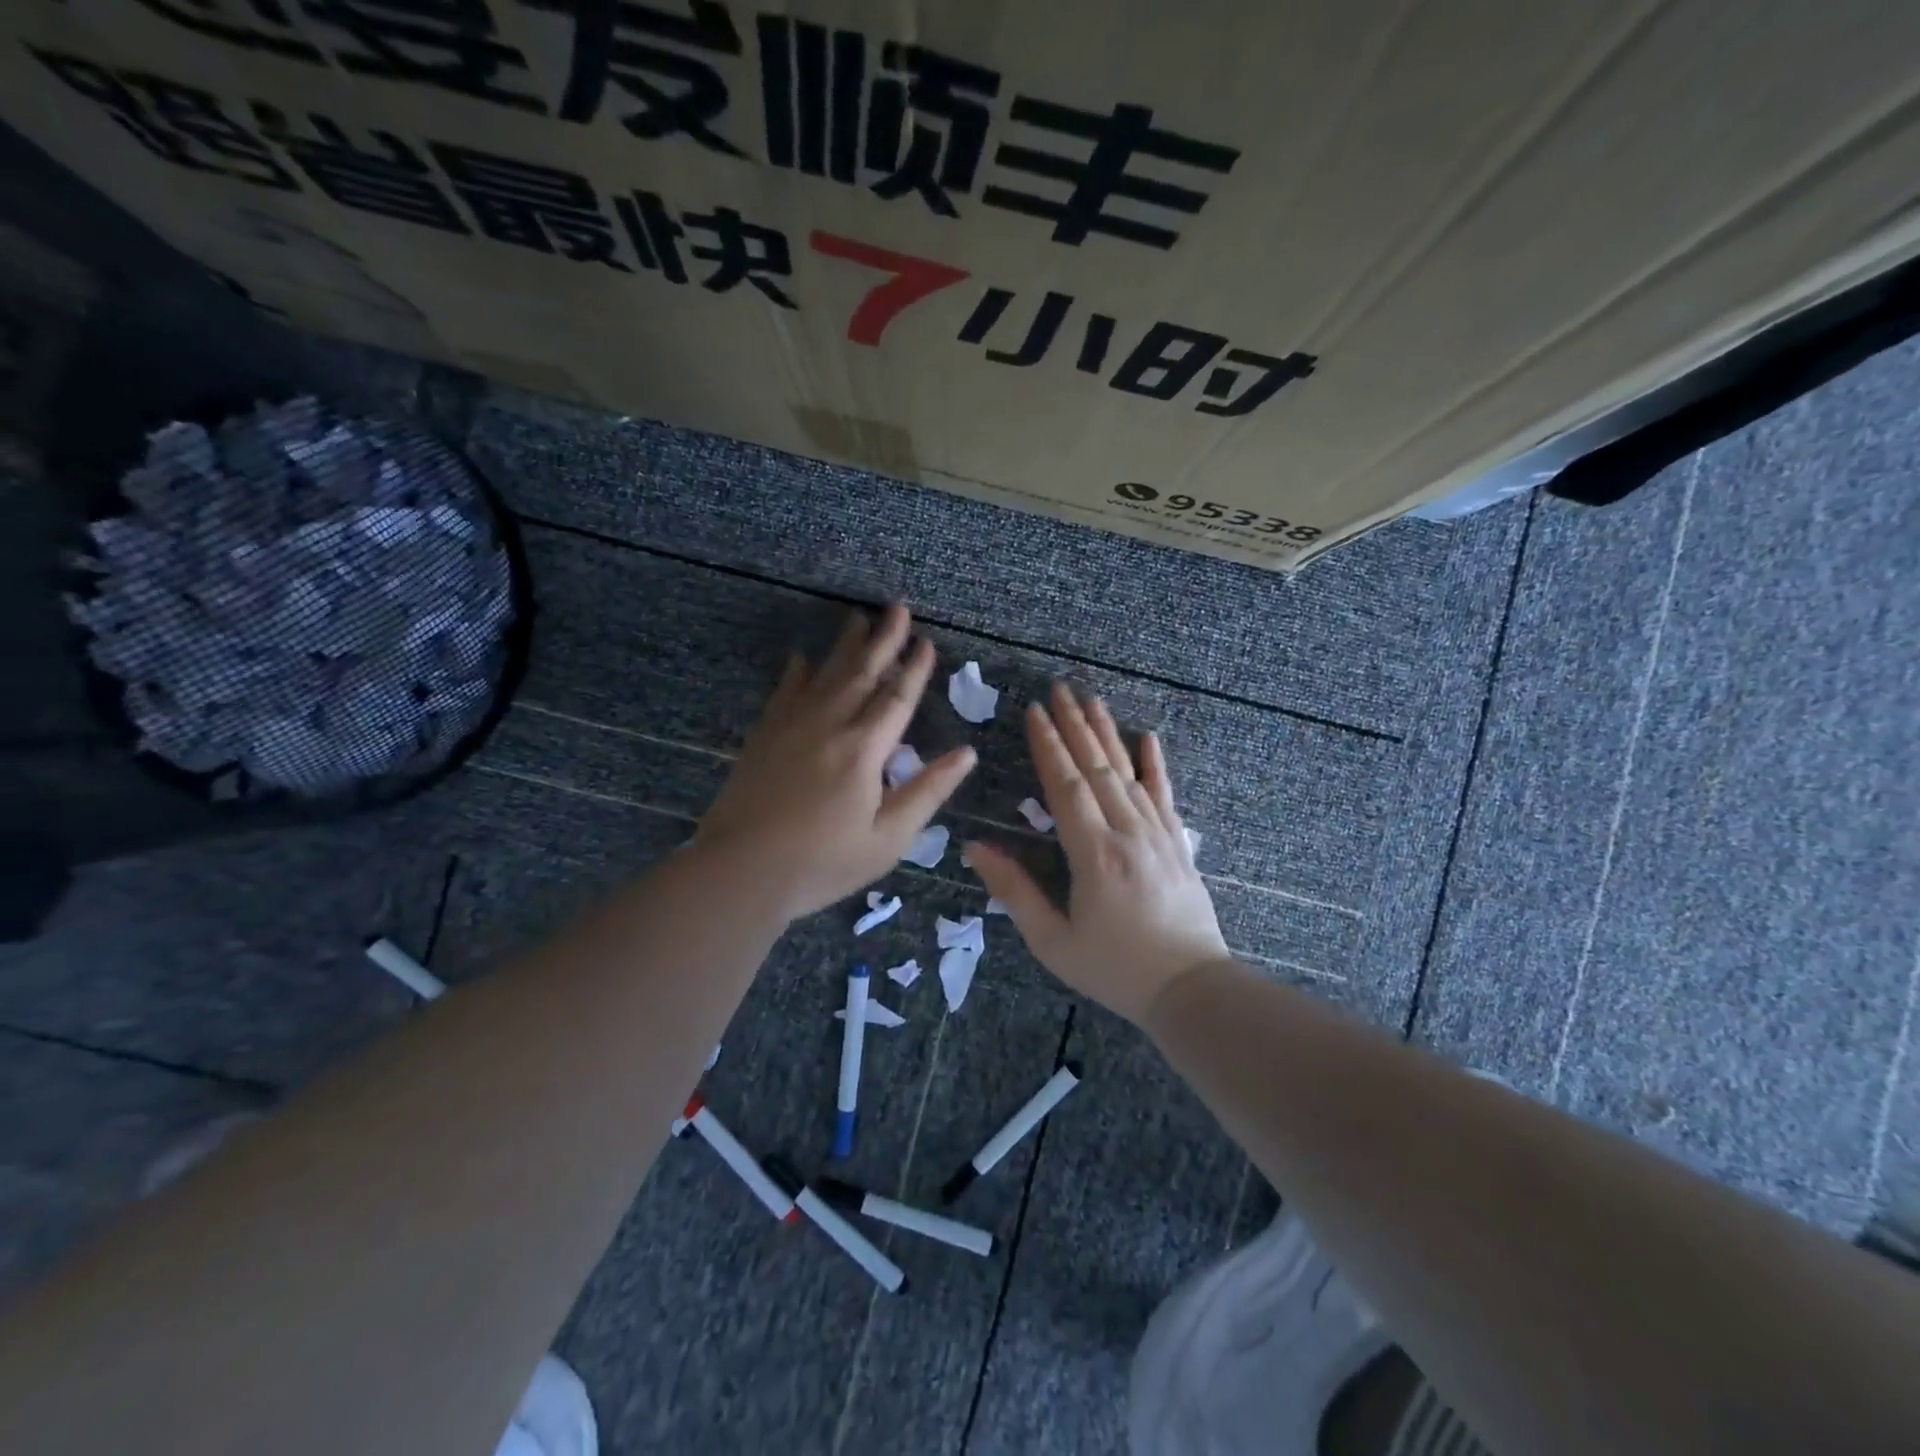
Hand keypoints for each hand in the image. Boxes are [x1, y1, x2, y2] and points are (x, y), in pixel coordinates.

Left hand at [697, 604, 974, 918]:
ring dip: (845, 645)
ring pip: (824, 674)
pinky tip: (800, 658)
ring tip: (858, 618)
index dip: (915, 668)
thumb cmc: (823, 863)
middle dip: (884, 639)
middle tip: (897, 608)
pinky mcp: (763, 736)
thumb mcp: (888, 838)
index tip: (927, 642)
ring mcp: (791, 726)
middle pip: (862, 672)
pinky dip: (796, 672)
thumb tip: (967, 754)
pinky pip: (784, 691)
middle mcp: (829, 725)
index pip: (897, 698)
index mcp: (865, 750)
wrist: (740, 872)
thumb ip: (927, 791)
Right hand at [965, 682, 1228, 1024]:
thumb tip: (975, 848)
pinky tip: (1148, 738)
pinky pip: (1165, 795)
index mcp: (1093, 854)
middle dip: (1075, 725)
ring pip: (1128, 773)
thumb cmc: (1114, 968)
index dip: (1048, 746)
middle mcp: (1127, 832)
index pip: (1066, 786)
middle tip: (1059, 689)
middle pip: (1097, 768)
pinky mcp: (1178, 844)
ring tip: (1092, 700)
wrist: (1190, 989)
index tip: (1034, 712)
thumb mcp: (1052, 940)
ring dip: (1108, 734)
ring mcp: (1158, 834)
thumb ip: (1014, 891)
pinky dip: (1155, 764)